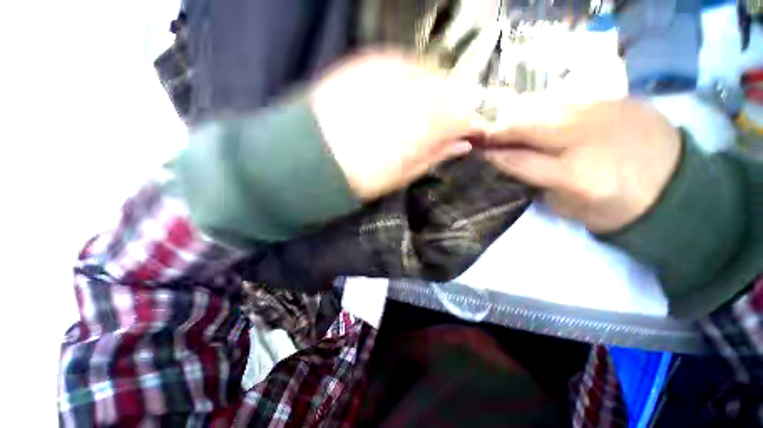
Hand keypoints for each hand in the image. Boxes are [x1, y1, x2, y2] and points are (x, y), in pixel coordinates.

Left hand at [309, 51, 484, 200]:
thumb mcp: (402, 176)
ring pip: (426, 73)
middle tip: (437, 123)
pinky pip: (399, 63)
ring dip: (428, 90)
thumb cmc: (360, 176)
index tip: (462, 133)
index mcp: (424, 126)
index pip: (462, 115)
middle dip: (448, 106)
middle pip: (447, 90)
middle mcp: (412, 93)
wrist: (310, 157)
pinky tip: (397, 92)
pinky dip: (406, 75)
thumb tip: (463, 146)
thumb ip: (435, 156)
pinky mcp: (366, 62)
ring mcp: (388, 73)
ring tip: (414, 110)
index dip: (465, 124)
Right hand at [483, 97, 681, 232]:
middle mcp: (588, 138)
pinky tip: (542, 116)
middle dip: (503, 130)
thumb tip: (519, 166)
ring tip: (509, 122)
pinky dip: (550, 109)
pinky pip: (572, 102)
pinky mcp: (619, 102)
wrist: (679, 190)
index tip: (481, 152)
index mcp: (576, 175)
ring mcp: (606, 114)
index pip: (521, 161)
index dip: (497, 155)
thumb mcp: (573, 210)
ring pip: (549, 108)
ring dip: (523, 116)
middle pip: (531, 127)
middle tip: (486, 132)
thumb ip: (542, 186)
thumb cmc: (622, 210)